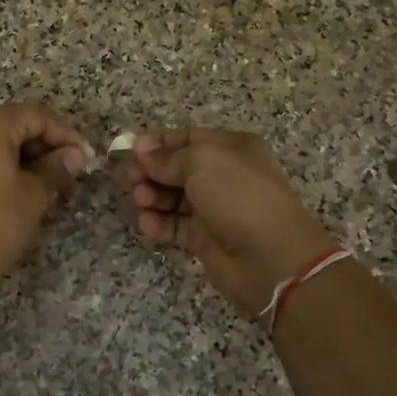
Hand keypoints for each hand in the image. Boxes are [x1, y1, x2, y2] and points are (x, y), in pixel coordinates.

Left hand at [0, 104, 90, 291]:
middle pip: (17, 123)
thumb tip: (75, 155)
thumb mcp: (34, 194)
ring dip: (29, 156)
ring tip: (53, 182)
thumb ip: (57, 167)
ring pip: (1, 139)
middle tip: (72, 171)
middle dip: (47, 146)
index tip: (86, 158)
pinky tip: (26, 186)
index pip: (37, 116)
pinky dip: (7, 163)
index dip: (66, 135)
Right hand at [121, 128, 334, 322]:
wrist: (270, 257)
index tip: (129, 150)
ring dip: (152, 196)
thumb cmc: (238, 195)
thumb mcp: (201, 161)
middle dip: (150, 171)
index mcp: (231, 148)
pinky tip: (147, 223)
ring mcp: (215, 208)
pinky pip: (175, 226)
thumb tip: (141, 150)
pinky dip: (159, 223)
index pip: (187, 138)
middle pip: (176, 168)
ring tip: (139, 201)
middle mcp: (224, 175)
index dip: (157, 143)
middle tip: (126, 178)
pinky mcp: (205, 239)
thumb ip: (167, 157)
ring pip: (173, 197)